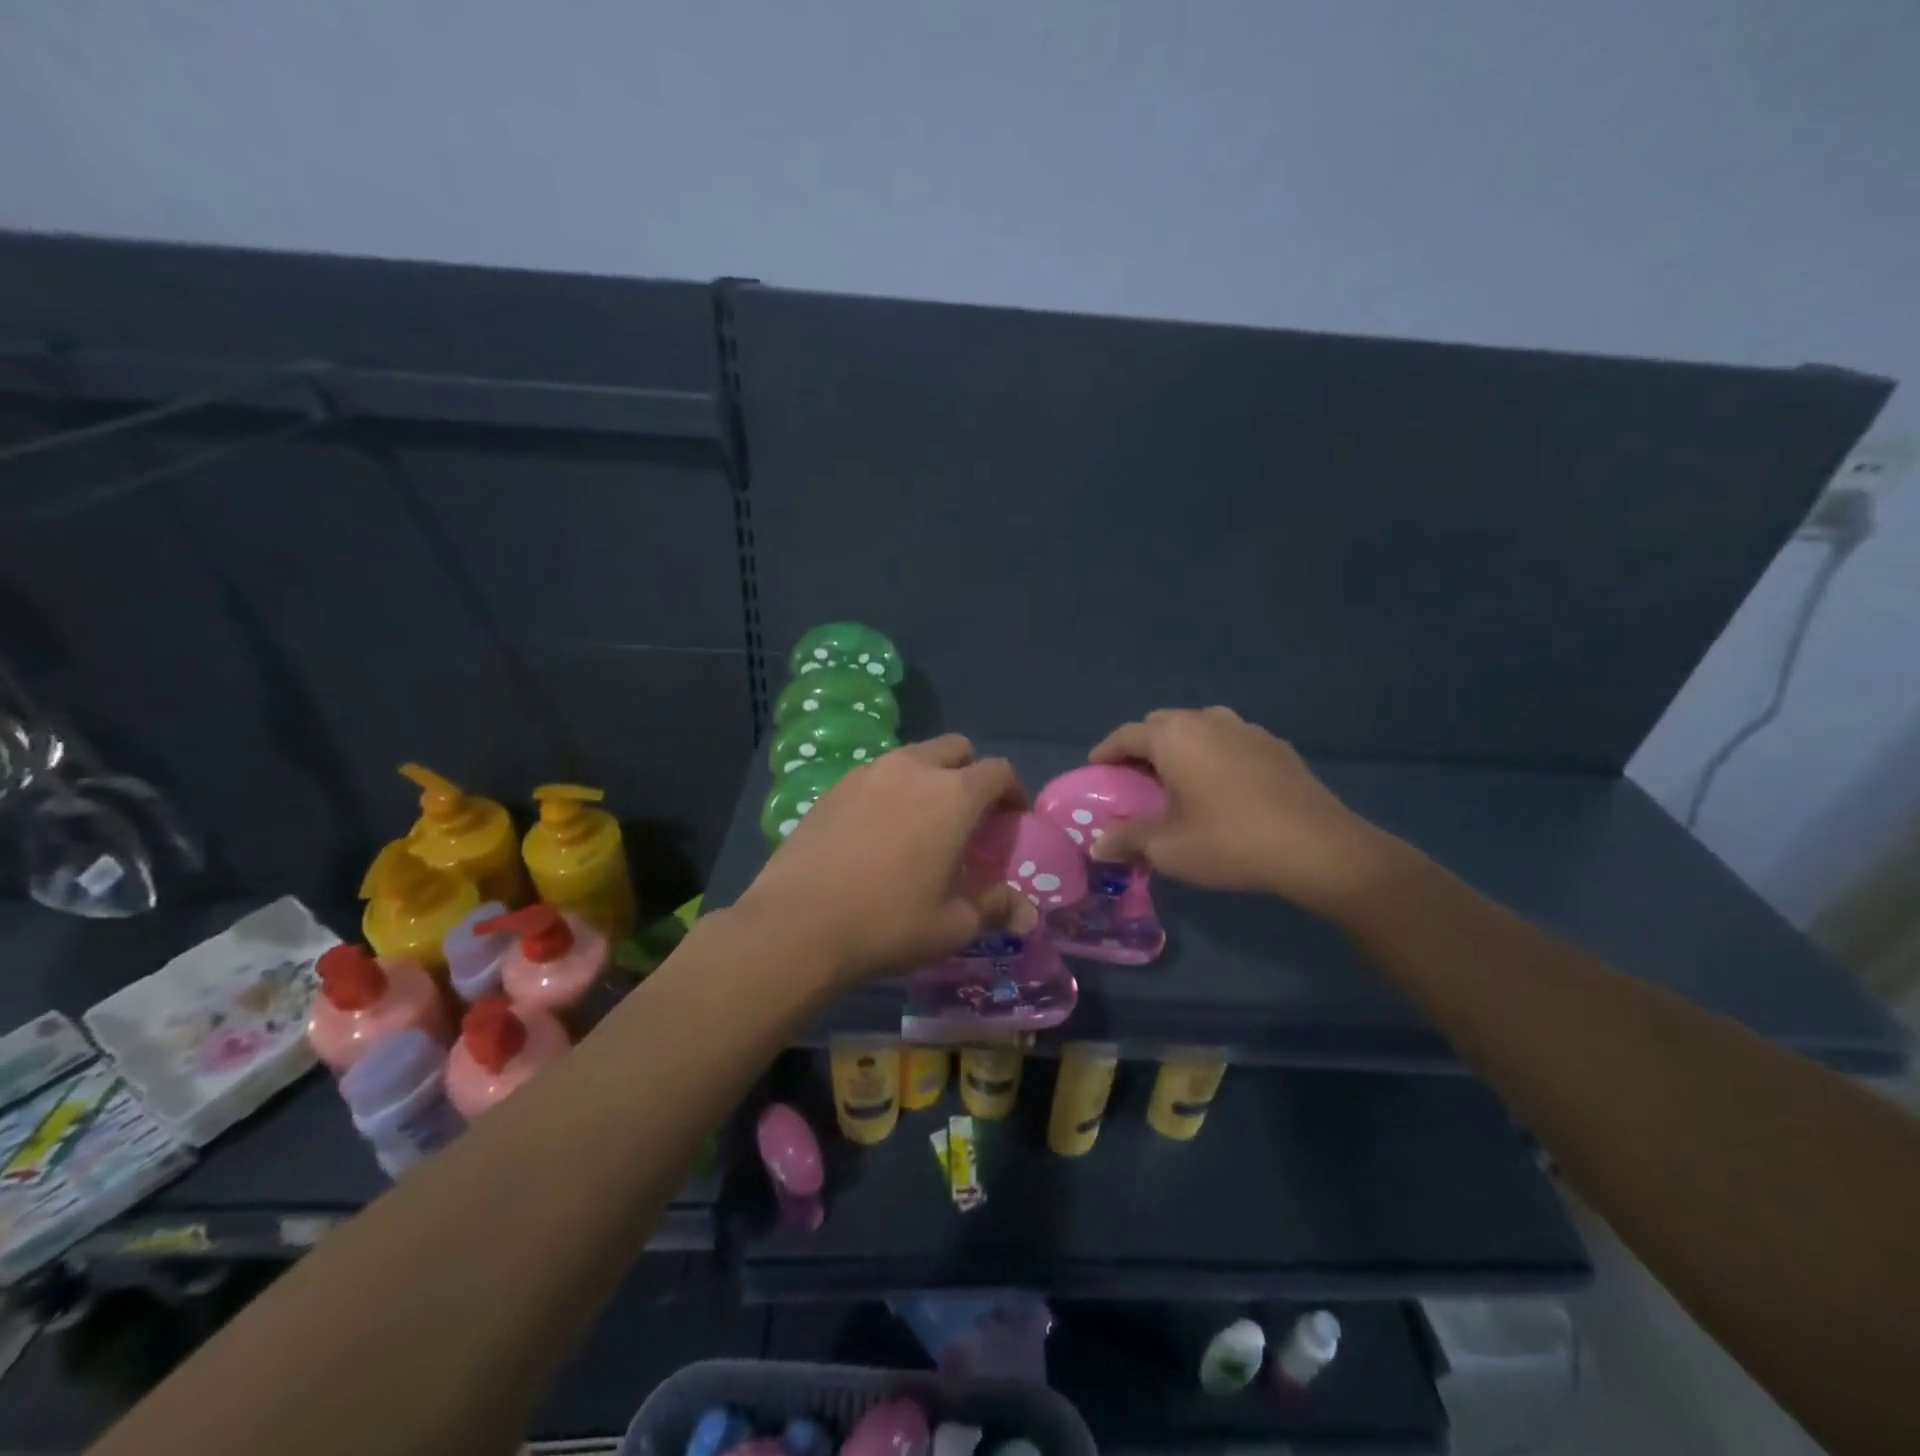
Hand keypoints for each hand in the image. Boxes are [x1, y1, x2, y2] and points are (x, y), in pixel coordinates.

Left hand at [733, 735, 1028, 987]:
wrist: (799, 924)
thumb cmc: (889, 923)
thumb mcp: (953, 925)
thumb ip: (994, 907)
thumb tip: (1026, 913)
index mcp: (953, 795)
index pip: (998, 771)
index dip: (1012, 791)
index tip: (1010, 819)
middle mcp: (913, 769)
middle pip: (956, 748)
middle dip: (970, 772)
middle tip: (967, 814)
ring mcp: (869, 772)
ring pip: (913, 757)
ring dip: (929, 777)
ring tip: (921, 821)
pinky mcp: (834, 786)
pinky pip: (877, 774)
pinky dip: (891, 789)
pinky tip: (878, 830)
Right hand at [1088, 707, 1406, 917]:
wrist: (1317, 847)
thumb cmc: (1230, 842)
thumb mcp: (1169, 849)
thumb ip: (1128, 841)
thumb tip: (1099, 847)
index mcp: (1174, 737)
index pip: (1127, 735)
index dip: (1106, 751)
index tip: (1095, 769)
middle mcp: (1207, 721)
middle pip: (1162, 723)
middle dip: (1143, 745)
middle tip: (1135, 777)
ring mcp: (1247, 729)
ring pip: (1200, 726)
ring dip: (1181, 745)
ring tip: (1178, 776)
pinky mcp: (1277, 746)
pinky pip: (1231, 739)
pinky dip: (1215, 753)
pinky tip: (1222, 783)